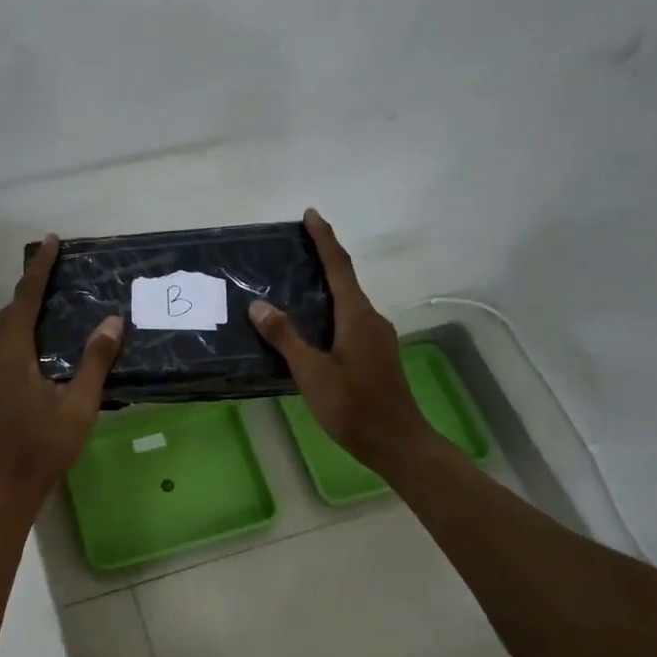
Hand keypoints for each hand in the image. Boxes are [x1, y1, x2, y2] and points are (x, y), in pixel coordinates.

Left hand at [0, 235, 123, 507]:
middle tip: (60, 269)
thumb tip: (113, 321)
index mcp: (10, 353)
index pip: (26, 298)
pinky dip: (22, 329)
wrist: (5, 487)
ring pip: (4, 328)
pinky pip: (4, 344)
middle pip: (11, 309)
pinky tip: (43, 339)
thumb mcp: (78, 404)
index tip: (52, 241)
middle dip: (32, 285)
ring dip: (26, 308)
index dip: (40, 269)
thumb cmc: (43, 446)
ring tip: (54, 298)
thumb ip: (95, 361)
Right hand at [249, 209, 435, 472]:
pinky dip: (330, 312)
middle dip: (323, 260)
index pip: (339, 266)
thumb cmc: (353, 406)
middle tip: (294, 248)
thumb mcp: (312, 372)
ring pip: (348, 303)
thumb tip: (259, 305)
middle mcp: (371, 319)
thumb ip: (286, 337)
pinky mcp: (376, 355)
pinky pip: (350, 321)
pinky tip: (311, 327)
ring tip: (295, 285)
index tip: (311, 214)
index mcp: (357, 316)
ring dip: (326, 288)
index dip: (324, 239)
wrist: (397, 441)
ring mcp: (377, 337)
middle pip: (345, 280)